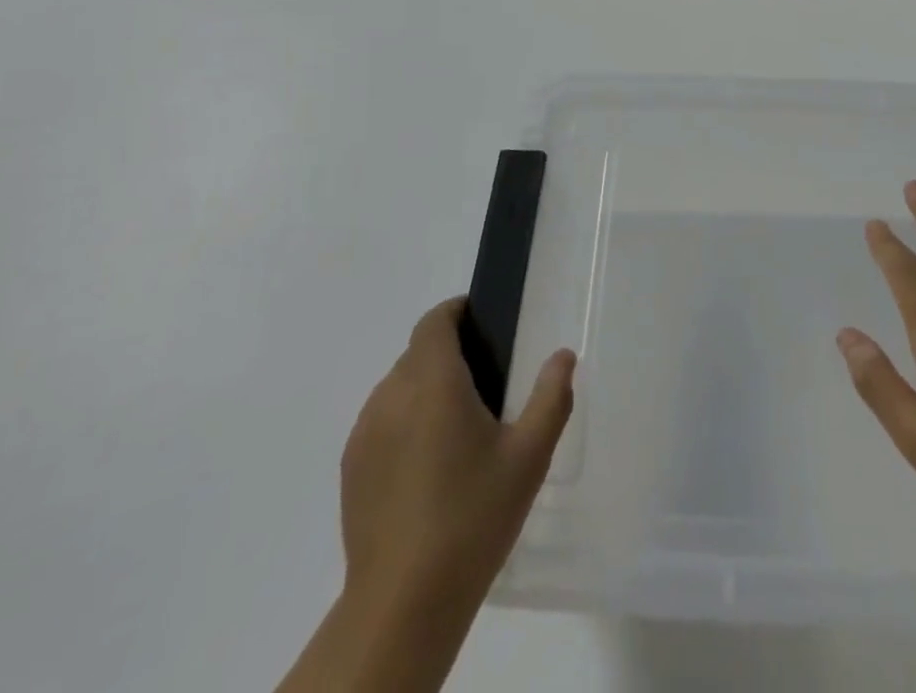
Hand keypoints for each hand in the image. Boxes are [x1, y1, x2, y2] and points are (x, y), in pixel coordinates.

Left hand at [340, 297, 573, 613]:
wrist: (403, 603)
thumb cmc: (473, 517)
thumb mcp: (529, 456)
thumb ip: (551, 397)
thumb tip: (563, 355)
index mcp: (433, 382)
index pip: (434, 322)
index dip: (456, 312)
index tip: (482, 323)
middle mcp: (391, 396)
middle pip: (417, 354)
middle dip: (448, 354)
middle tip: (485, 385)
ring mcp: (364, 434)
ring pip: (397, 388)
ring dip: (425, 389)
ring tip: (458, 429)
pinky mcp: (351, 469)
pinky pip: (381, 423)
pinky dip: (404, 423)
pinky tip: (428, 466)